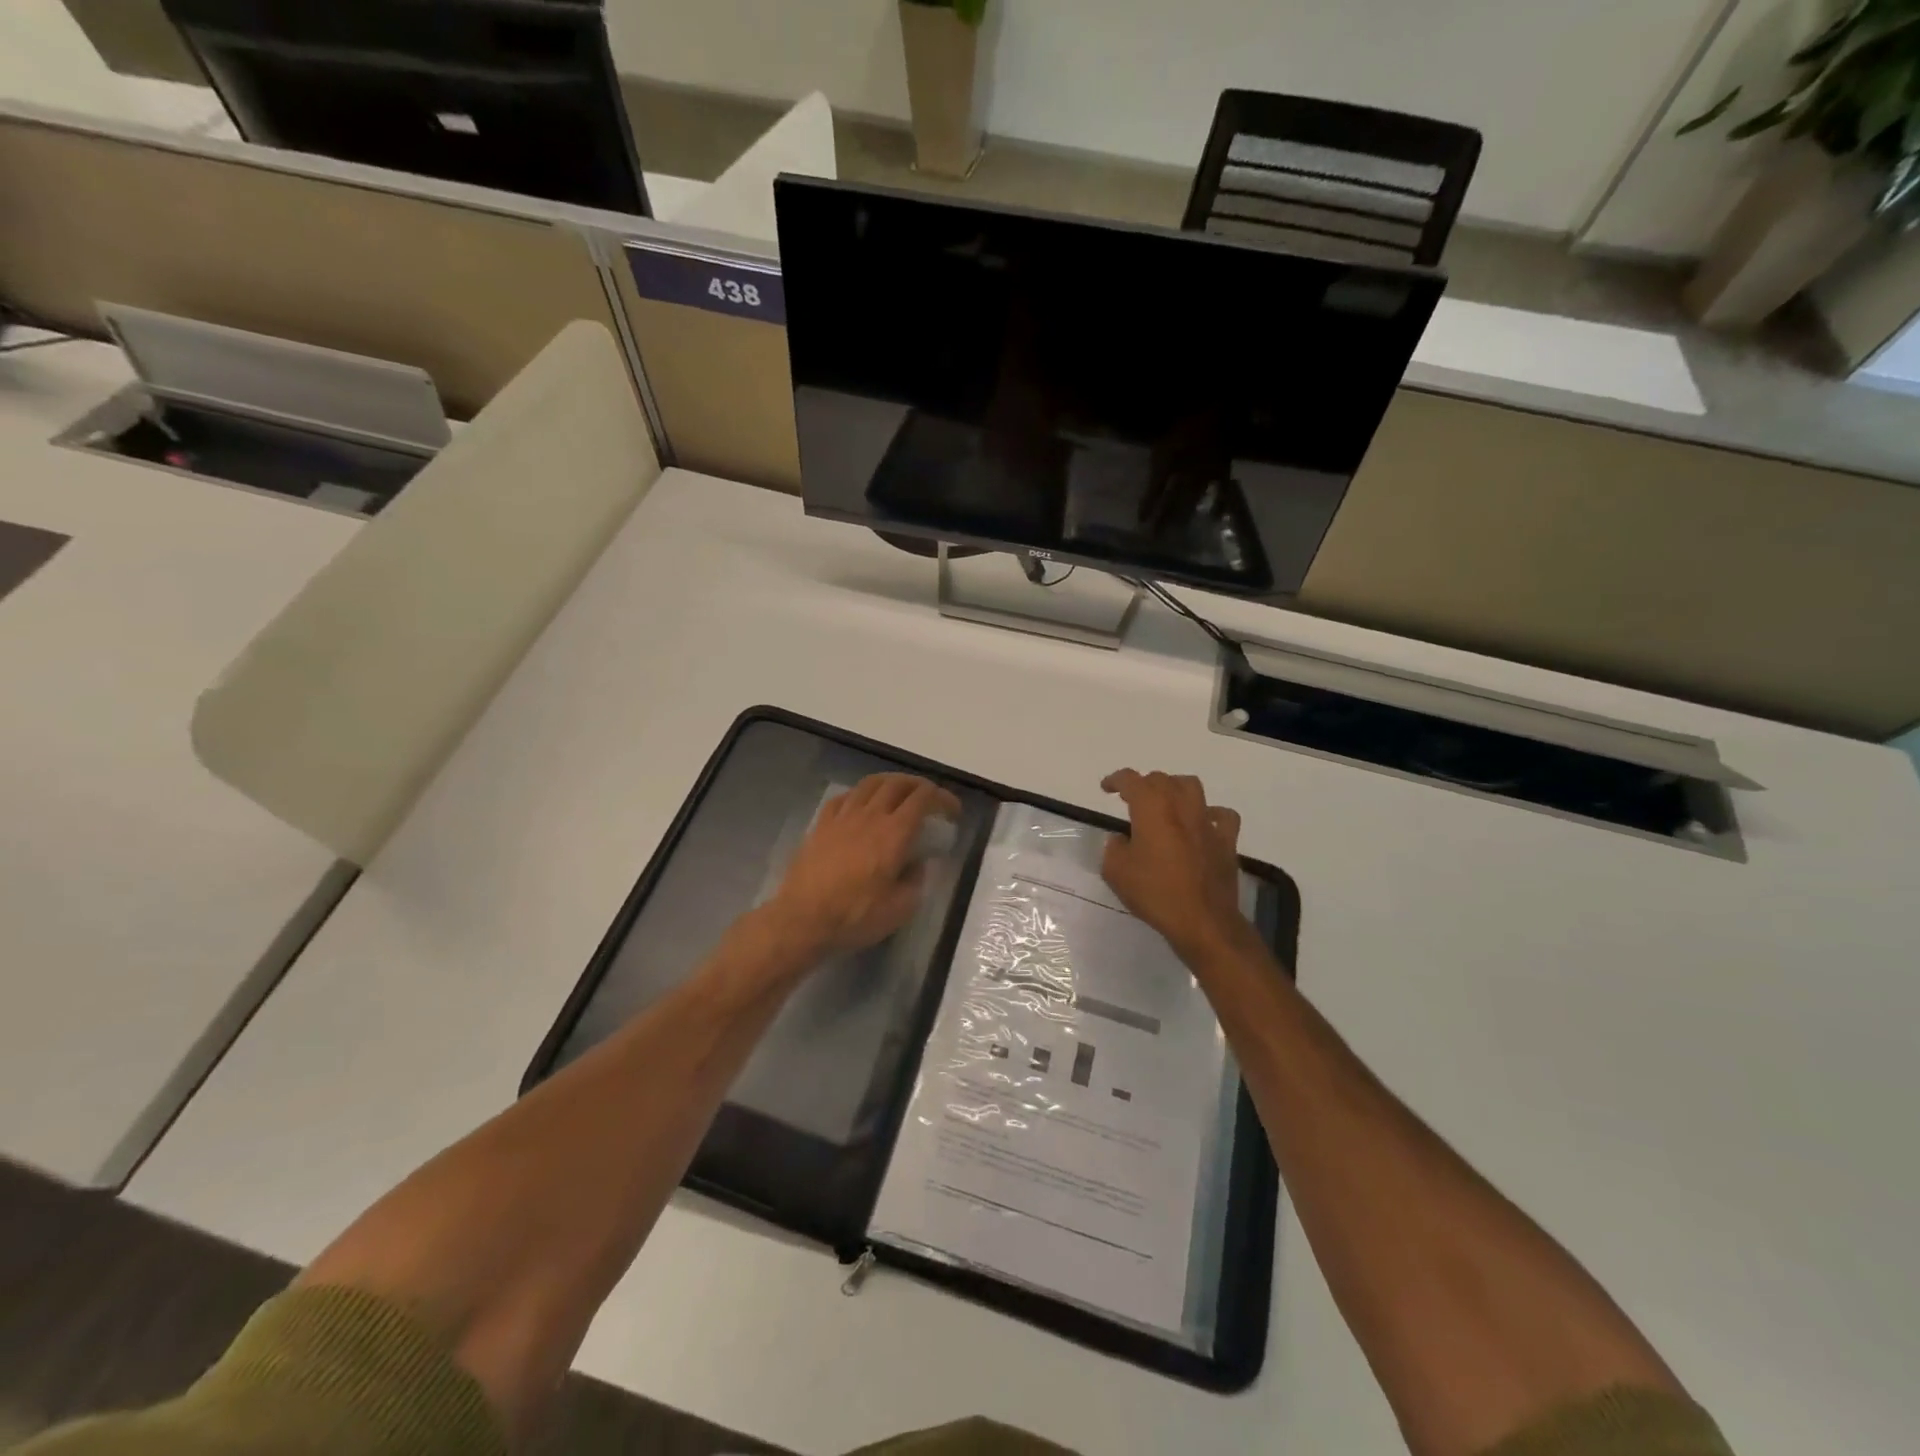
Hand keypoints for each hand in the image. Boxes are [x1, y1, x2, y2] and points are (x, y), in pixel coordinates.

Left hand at [768, 774, 960, 958]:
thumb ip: (915, 881)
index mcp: (894, 833)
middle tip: (928, 797)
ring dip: (889, 782)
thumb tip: (918, 864)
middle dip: (918, 785)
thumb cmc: (855, 916)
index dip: (942, 798)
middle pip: (897, 783)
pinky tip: (861, 804)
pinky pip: (843, 797)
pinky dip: (860, 794)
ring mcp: (842, 817)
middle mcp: (869, 816)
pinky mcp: (821, 825)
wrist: (802, 920)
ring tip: (898, 793)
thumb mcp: (900, 909)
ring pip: (869, 784)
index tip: (952, 810)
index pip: (923, 799)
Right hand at [1101, 769, 1251, 960]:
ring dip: (1174, 789)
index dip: (1116, 780)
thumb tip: (1122, 840)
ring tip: (1165, 804)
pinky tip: (1202, 824)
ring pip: (1191, 787)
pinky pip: (1221, 815)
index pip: (1131, 780)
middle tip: (1132, 800)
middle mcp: (1181, 806)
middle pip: (1161, 779)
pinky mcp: (1226, 840)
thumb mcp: (1116, 872)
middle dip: (1143, 785)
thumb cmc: (1155, 893)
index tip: (1106, 788)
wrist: (1203, 920)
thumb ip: (1114, 848)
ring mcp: (1207, 821)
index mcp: (1152, 808)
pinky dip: (1210, 813)